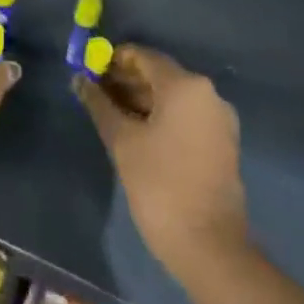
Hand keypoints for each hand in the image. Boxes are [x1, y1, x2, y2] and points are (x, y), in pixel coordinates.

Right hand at [76, 45, 248, 278]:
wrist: (209, 246)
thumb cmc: (159, 185)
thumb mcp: (122, 141)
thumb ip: (99, 104)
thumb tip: (80, 80)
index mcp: (185, 85)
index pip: (143, 57)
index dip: (113, 60)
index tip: (89, 71)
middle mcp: (208, 93)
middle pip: (160, 75)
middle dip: (126, 81)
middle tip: (95, 93)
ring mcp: (219, 119)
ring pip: (173, 97)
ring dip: (142, 100)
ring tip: (111, 114)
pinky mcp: (223, 143)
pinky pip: (186, 116)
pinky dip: (161, 116)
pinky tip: (137, 132)